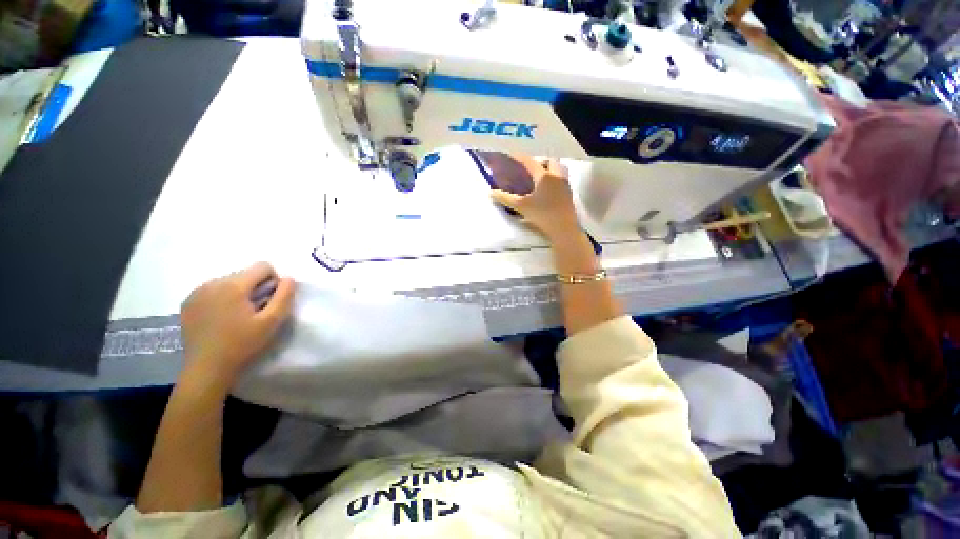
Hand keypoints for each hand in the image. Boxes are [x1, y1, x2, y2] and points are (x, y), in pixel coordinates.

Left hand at [180, 262, 294, 388]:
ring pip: (229, 281)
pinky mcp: (188, 302)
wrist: (206, 369)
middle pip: (245, 273)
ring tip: (237, 317)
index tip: (269, 301)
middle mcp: (212, 282)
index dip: (273, 281)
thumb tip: (289, 278)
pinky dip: (222, 299)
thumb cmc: (242, 344)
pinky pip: (213, 290)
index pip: (263, 266)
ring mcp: (196, 292)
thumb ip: (284, 296)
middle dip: (255, 288)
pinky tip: (221, 319)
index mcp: (233, 285)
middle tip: (255, 312)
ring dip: (239, 293)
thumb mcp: (272, 321)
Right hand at [490, 155, 580, 241]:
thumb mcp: (521, 206)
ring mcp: (565, 185)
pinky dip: (554, 179)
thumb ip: (506, 198)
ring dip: (549, 169)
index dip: (519, 157)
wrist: (563, 229)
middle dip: (539, 161)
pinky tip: (547, 190)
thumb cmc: (542, 215)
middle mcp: (556, 176)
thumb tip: (491, 193)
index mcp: (544, 176)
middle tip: (529, 169)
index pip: (530, 162)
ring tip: (539, 178)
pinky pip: (562, 179)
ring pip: (559, 169)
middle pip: (550, 161)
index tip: (511, 155)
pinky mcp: (569, 194)